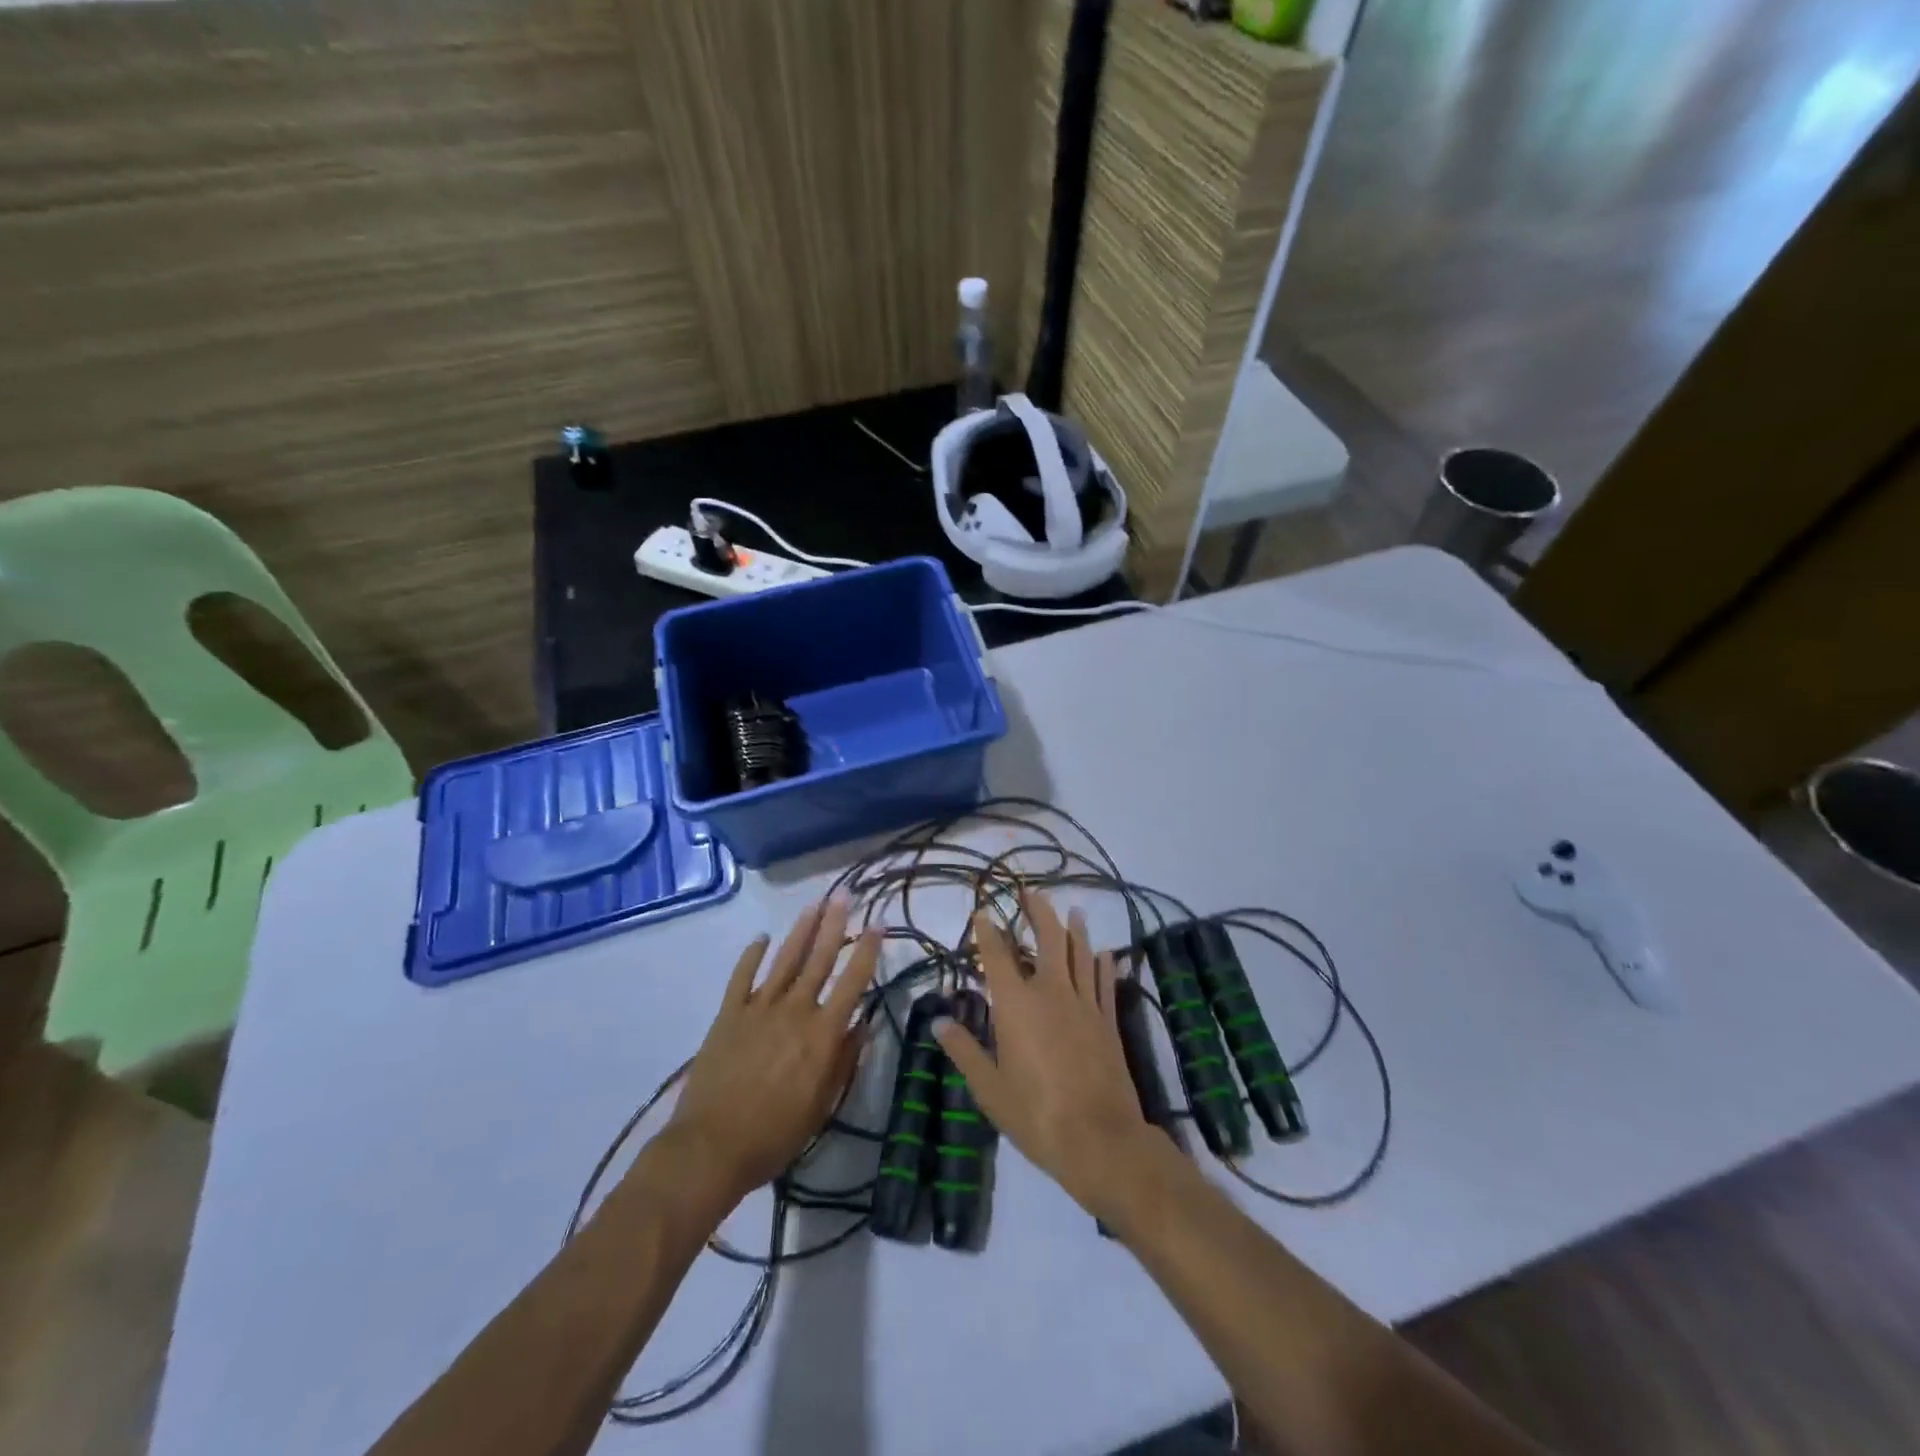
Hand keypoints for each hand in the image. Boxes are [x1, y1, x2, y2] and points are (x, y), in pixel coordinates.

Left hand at [665, 899, 879, 1207]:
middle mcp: (795, 1010)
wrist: (711, 1147)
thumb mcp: (822, 1106)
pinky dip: (752, 955)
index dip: (867, 951)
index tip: (878, 923)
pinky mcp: (729, 1014)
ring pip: (785, 960)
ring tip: (814, 904)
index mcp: (822, 1033)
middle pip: (819, 959)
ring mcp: (759, 1008)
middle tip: (844, 894)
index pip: (853, 982)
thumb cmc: (774, 1134)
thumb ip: (844, 1061)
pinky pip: (742, 977)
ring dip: (801, 930)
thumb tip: (863, 1025)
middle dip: (834, 924)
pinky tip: (761, 938)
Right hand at [935, 893, 1153, 1220]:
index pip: (997, 956)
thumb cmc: (1036, 1114)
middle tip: (1031, 891)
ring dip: (1075, 929)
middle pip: (1047, 940)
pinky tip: (1105, 952)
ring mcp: (1085, 1005)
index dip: (987, 931)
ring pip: (1080, 954)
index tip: (981, 912)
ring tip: (1073, 910)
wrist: (1100, 1139)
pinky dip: (1103, 964)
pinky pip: (1105, 983)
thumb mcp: (989, 1088)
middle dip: (1038, 912)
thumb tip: (940, 1020)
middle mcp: (1052, 993)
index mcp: (1016, 1005)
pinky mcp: (1108, 1021)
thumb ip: (965, 1050)